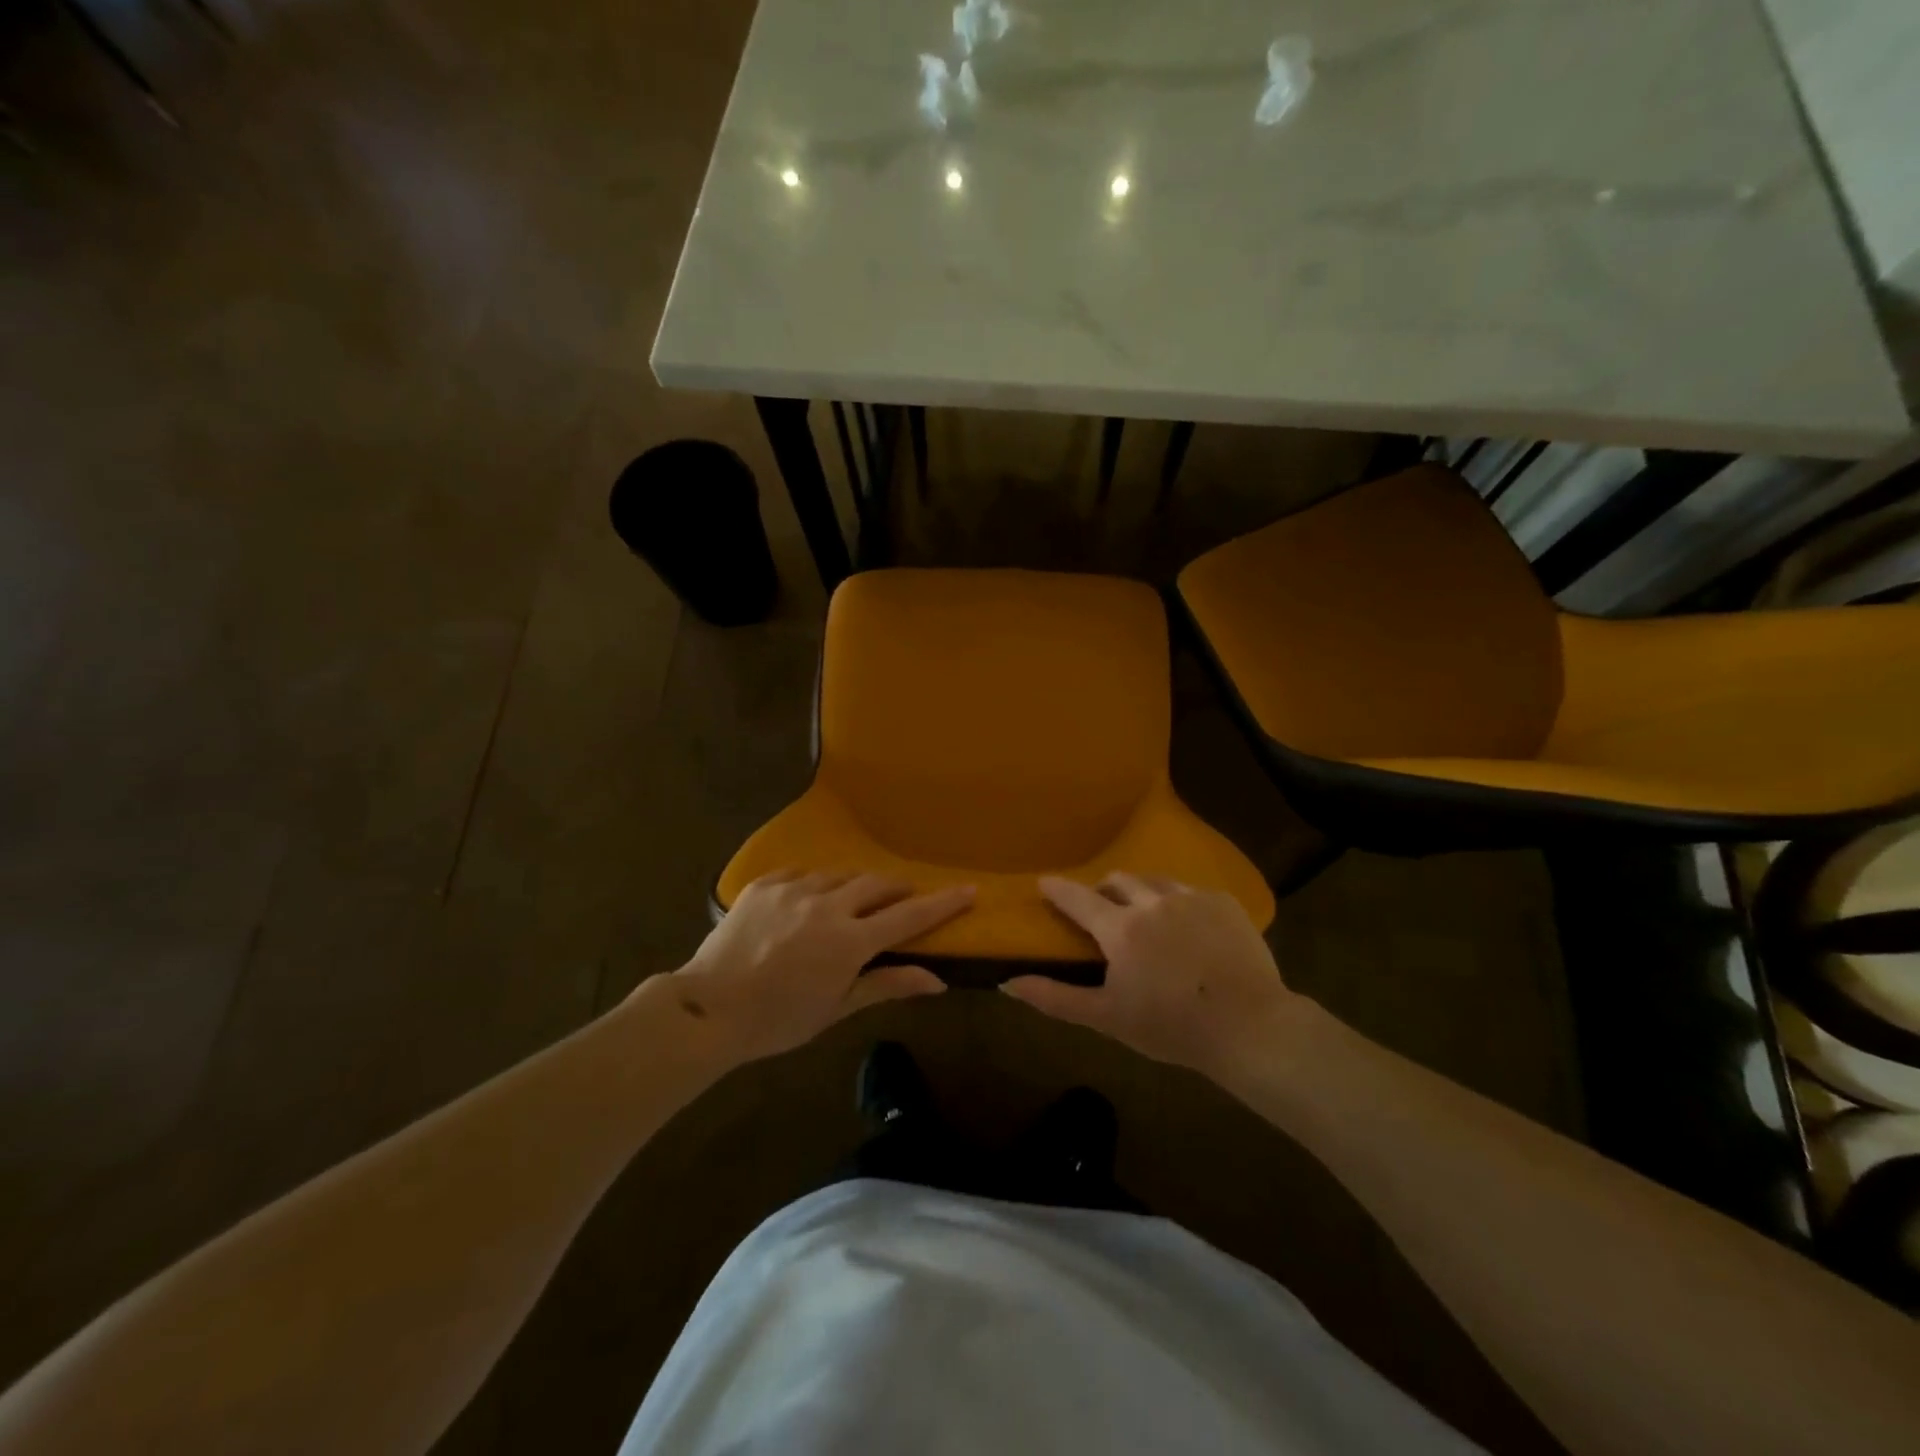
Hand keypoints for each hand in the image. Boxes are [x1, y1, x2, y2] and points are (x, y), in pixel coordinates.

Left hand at [667, 871, 973, 1062]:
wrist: (707, 1009)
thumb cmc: (778, 1020)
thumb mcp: (837, 1008)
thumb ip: (888, 985)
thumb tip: (938, 980)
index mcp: (849, 941)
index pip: (909, 916)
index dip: (942, 903)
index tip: (968, 889)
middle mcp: (827, 904)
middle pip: (877, 884)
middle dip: (898, 889)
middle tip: (905, 898)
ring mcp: (794, 889)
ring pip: (840, 875)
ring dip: (856, 886)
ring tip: (854, 902)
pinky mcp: (765, 884)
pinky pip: (802, 873)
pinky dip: (817, 884)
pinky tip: (811, 899)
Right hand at [1001, 874, 1307, 1082]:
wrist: (1249, 1027)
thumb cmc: (1171, 1027)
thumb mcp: (1107, 1017)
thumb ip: (1054, 998)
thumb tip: (1007, 984)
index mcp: (1121, 928)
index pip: (1078, 898)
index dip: (1058, 889)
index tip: (1044, 882)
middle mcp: (1152, 901)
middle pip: (1118, 880)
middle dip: (1103, 890)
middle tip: (1102, 909)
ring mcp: (1192, 898)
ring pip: (1155, 880)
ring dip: (1141, 891)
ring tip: (1145, 913)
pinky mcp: (1224, 903)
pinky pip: (1191, 891)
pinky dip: (1178, 902)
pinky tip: (1187, 926)